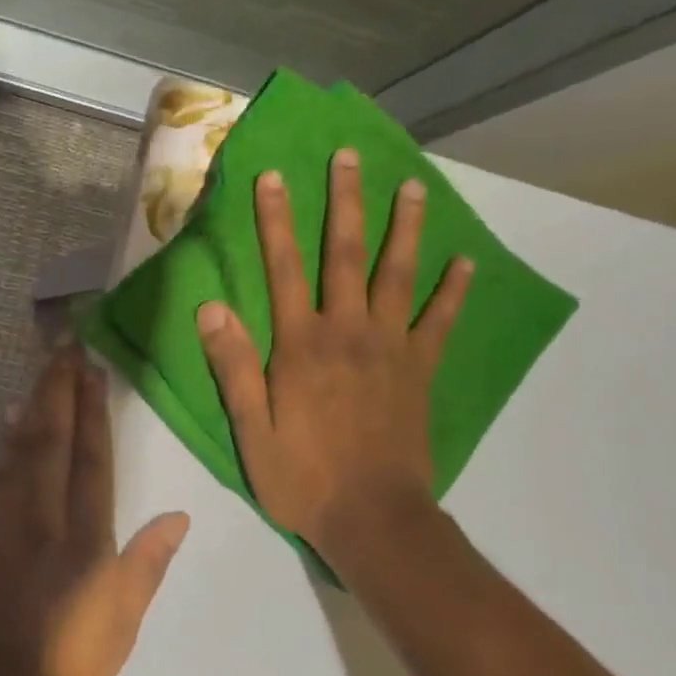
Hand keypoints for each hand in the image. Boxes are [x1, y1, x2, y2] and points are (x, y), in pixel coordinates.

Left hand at [0, 346, 189, 675]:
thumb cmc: (63, 671)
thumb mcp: (119, 629)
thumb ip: (144, 567)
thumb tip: (178, 516)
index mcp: (82, 541)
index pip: (90, 460)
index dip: (93, 412)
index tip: (93, 370)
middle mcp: (41, 519)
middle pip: (49, 441)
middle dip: (58, 391)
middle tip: (65, 349)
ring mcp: (4, 524)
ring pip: (18, 451)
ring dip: (32, 408)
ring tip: (42, 375)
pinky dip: (5, 444)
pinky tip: (6, 428)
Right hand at [195, 149, 472, 552]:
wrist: (373, 518)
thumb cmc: (302, 476)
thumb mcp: (251, 430)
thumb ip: (235, 367)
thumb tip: (211, 309)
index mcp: (301, 346)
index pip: (283, 269)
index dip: (277, 221)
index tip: (274, 177)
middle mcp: (348, 333)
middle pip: (346, 256)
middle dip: (345, 203)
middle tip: (349, 156)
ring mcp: (391, 349)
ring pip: (399, 275)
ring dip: (404, 228)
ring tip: (412, 187)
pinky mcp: (420, 370)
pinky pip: (441, 321)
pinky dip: (454, 290)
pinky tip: (465, 262)